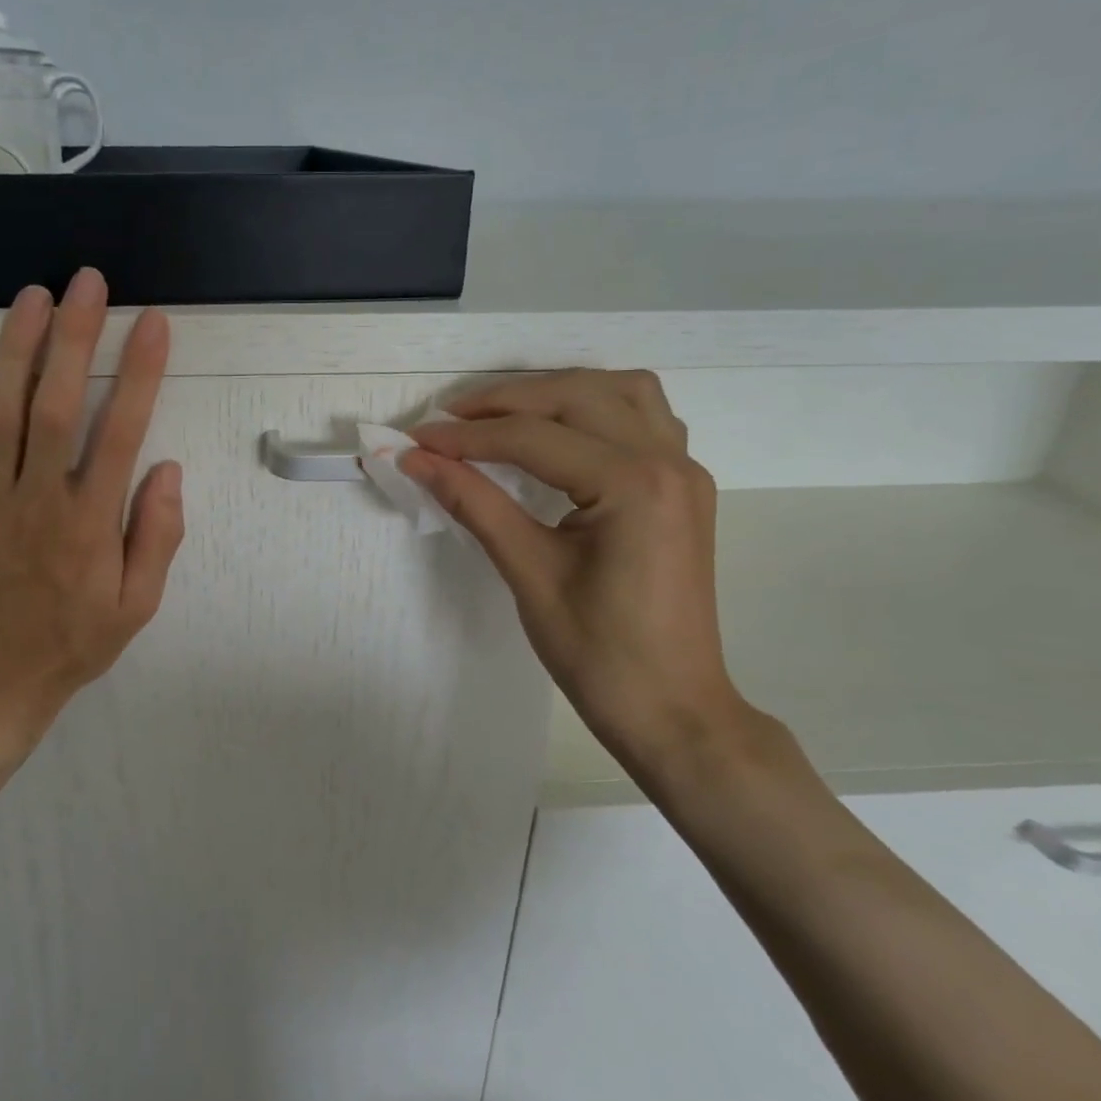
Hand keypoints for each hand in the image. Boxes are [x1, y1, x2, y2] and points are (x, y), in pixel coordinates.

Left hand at [0, 269, 184, 773]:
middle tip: (87, 282)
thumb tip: (166, 469)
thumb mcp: (137, 606)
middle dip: (75, 337)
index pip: (120, 430)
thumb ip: (157, 536)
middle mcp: (37, 500)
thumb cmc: (71, 645)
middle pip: (55, 404)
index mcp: (90, 522)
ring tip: (34, 296)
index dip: (139, 372)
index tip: (152, 324)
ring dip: (17, 349)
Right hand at [403, 370, 750, 773]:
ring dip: (558, 391)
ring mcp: (685, 470)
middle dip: (506, 401)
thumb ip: (474, 503)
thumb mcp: (528, 573)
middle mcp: (668, 461)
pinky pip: (645, 416)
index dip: (467, 437)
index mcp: (633, 485)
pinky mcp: (684, 486)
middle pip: (576, 396)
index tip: (416, 440)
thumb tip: (416, 460)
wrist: (673, 710)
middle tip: (449, 420)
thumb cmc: (598, 654)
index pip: (534, 438)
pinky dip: (597, 407)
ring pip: (621, 390)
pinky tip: (563, 430)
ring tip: (503, 415)